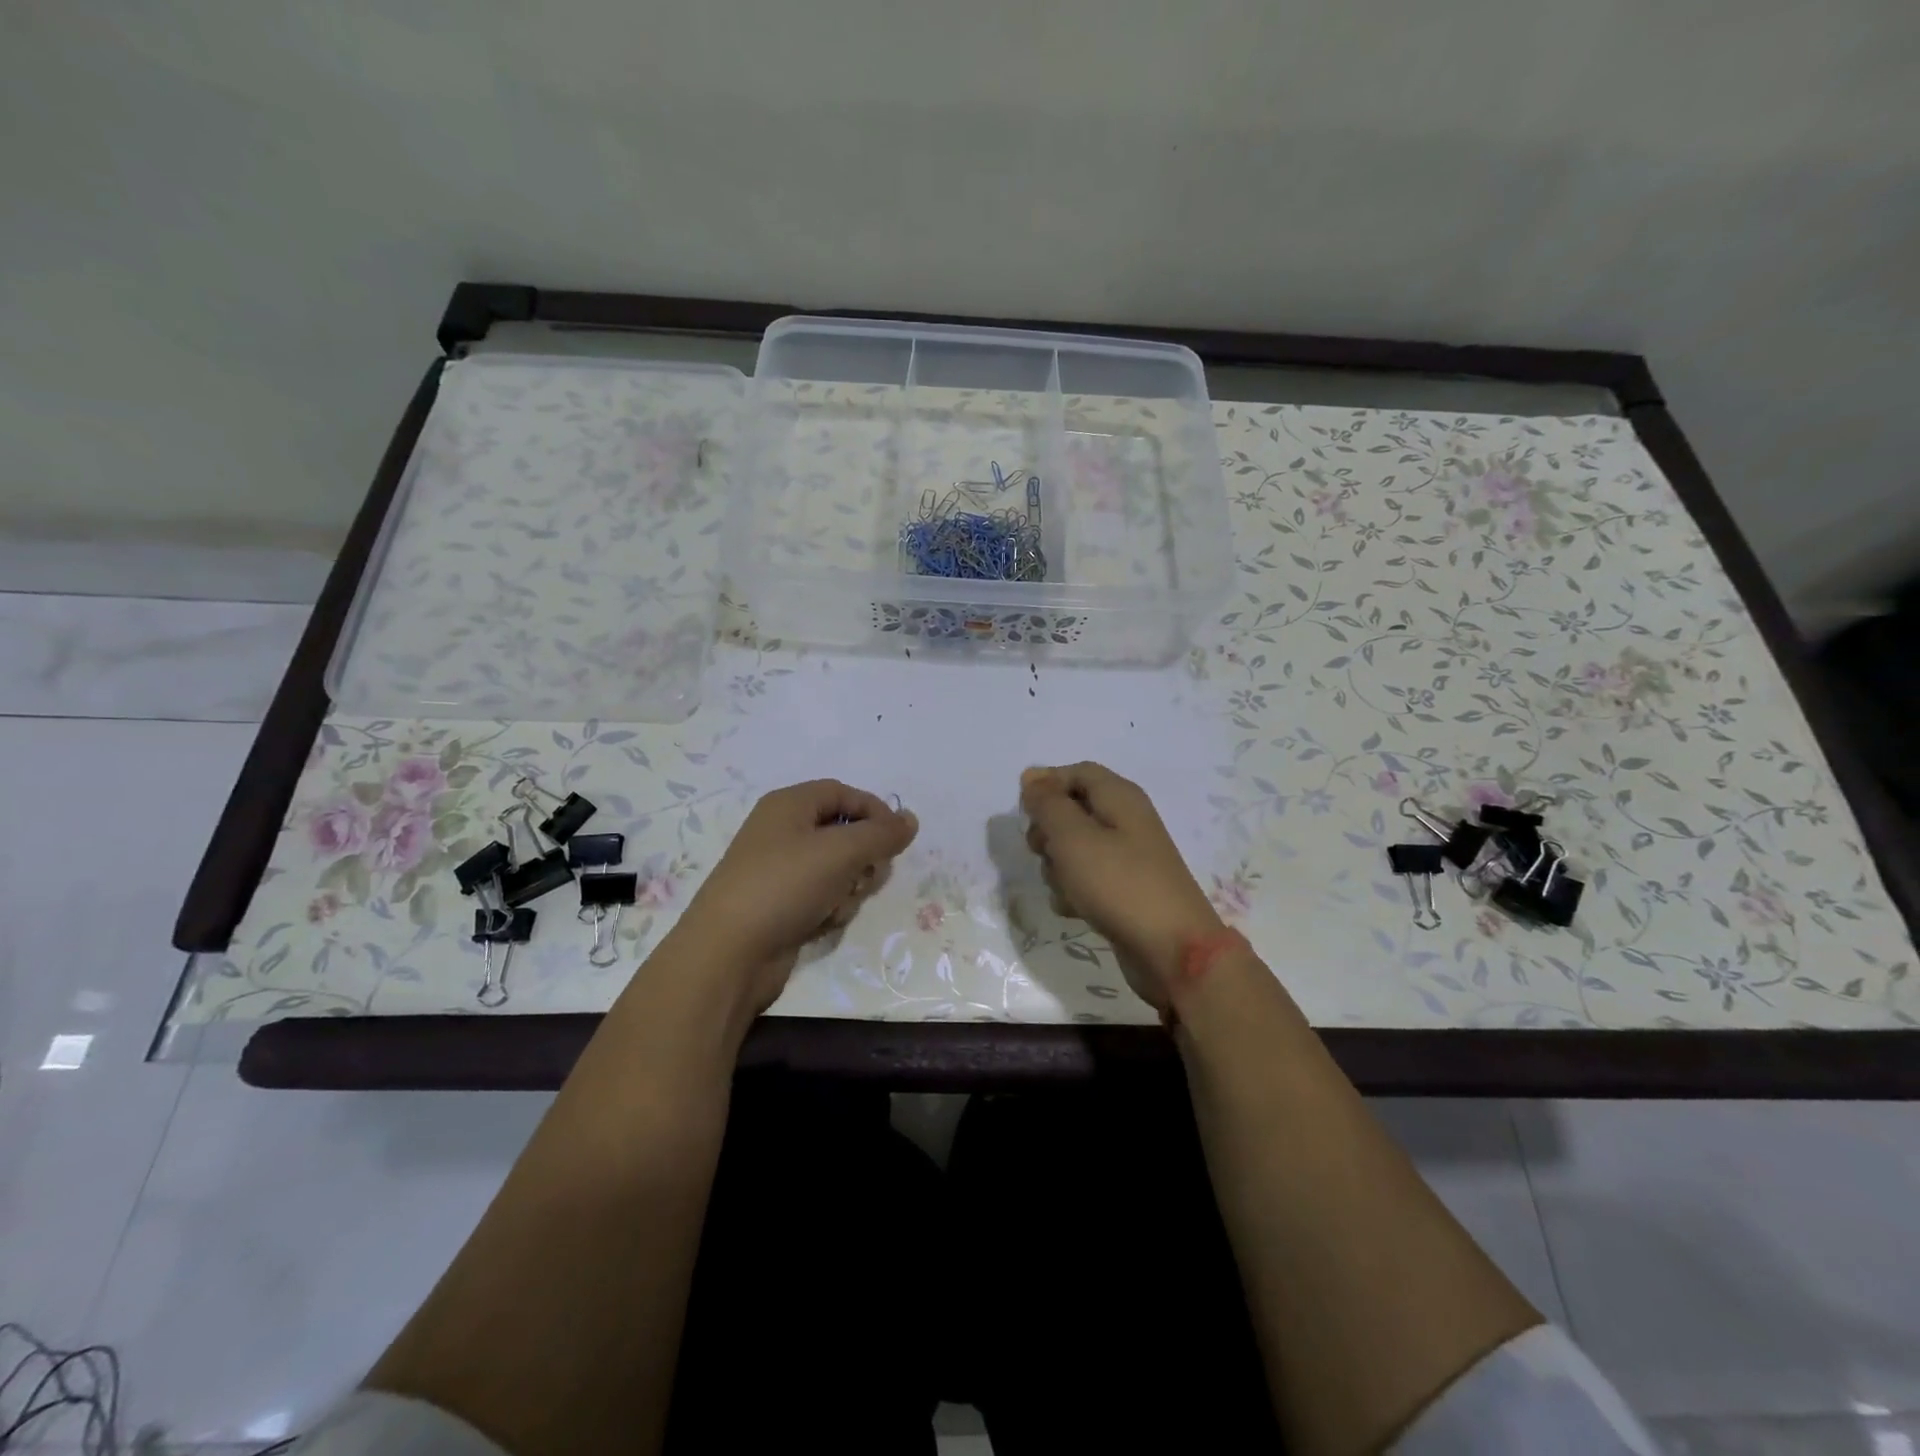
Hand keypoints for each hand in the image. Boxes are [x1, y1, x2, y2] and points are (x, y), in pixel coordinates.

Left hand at [670, 780, 918, 1016]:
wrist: (729, 953)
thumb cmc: (785, 886)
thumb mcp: (841, 852)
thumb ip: (882, 833)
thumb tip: (910, 819)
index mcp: (789, 805)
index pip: (843, 793)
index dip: (874, 811)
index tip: (898, 839)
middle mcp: (783, 832)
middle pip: (843, 832)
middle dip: (863, 857)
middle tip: (866, 875)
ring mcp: (781, 871)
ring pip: (838, 869)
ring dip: (848, 888)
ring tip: (836, 905)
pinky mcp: (782, 905)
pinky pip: (822, 897)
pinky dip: (829, 909)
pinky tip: (819, 924)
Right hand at [1021, 762, 1223, 1012]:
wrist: (1171, 949)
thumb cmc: (1118, 883)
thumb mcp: (1073, 837)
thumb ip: (1048, 804)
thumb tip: (1032, 777)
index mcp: (1120, 797)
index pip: (1077, 772)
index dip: (1046, 784)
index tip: (1023, 810)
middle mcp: (1126, 821)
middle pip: (1074, 810)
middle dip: (1048, 830)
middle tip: (1039, 849)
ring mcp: (1127, 858)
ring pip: (1075, 849)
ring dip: (1057, 865)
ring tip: (1063, 885)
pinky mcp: (1124, 891)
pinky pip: (1087, 879)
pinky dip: (1074, 891)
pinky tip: (1073, 909)